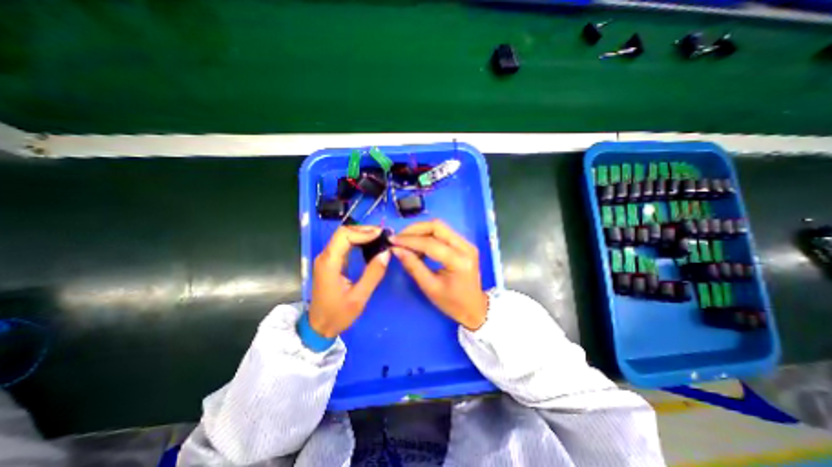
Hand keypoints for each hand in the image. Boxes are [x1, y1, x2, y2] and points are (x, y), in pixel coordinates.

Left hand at [310, 224, 391, 336]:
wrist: (319, 326)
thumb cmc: (338, 314)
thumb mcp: (359, 297)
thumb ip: (373, 274)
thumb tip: (386, 253)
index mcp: (329, 263)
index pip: (344, 235)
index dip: (363, 232)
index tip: (381, 235)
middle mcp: (325, 256)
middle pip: (343, 232)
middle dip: (364, 230)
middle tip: (383, 234)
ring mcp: (327, 258)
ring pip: (343, 237)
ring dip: (361, 234)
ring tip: (379, 238)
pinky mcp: (330, 262)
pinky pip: (344, 245)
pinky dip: (358, 241)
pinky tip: (369, 245)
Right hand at [391, 220, 488, 329]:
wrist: (474, 307)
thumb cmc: (452, 303)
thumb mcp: (430, 287)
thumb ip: (413, 266)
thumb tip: (396, 249)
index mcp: (459, 261)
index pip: (430, 243)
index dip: (409, 240)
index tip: (392, 241)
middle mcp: (466, 247)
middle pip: (437, 226)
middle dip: (415, 229)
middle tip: (399, 238)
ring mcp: (467, 243)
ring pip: (440, 227)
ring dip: (421, 231)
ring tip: (406, 243)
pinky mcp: (464, 244)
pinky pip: (443, 233)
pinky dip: (428, 235)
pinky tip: (418, 246)